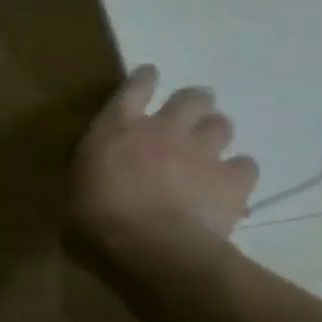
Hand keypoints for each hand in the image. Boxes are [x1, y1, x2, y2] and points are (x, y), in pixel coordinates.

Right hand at [67, 66, 258, 270]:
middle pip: (191, 98)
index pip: (134, 87)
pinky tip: (230, 183)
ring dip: (215, 132)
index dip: (145, 79)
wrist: (152, 246)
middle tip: (189, 114)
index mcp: (117, 128)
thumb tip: (92, 180)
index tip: (150, 75)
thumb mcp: (76, 190)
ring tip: (210, 147)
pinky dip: (238, 171)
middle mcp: (163, 129)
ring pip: (222, 125)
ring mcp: (202, 152)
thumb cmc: (97, 219)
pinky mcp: (232, 180)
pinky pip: (246, 166)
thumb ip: (92, 173)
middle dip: (193, 102)